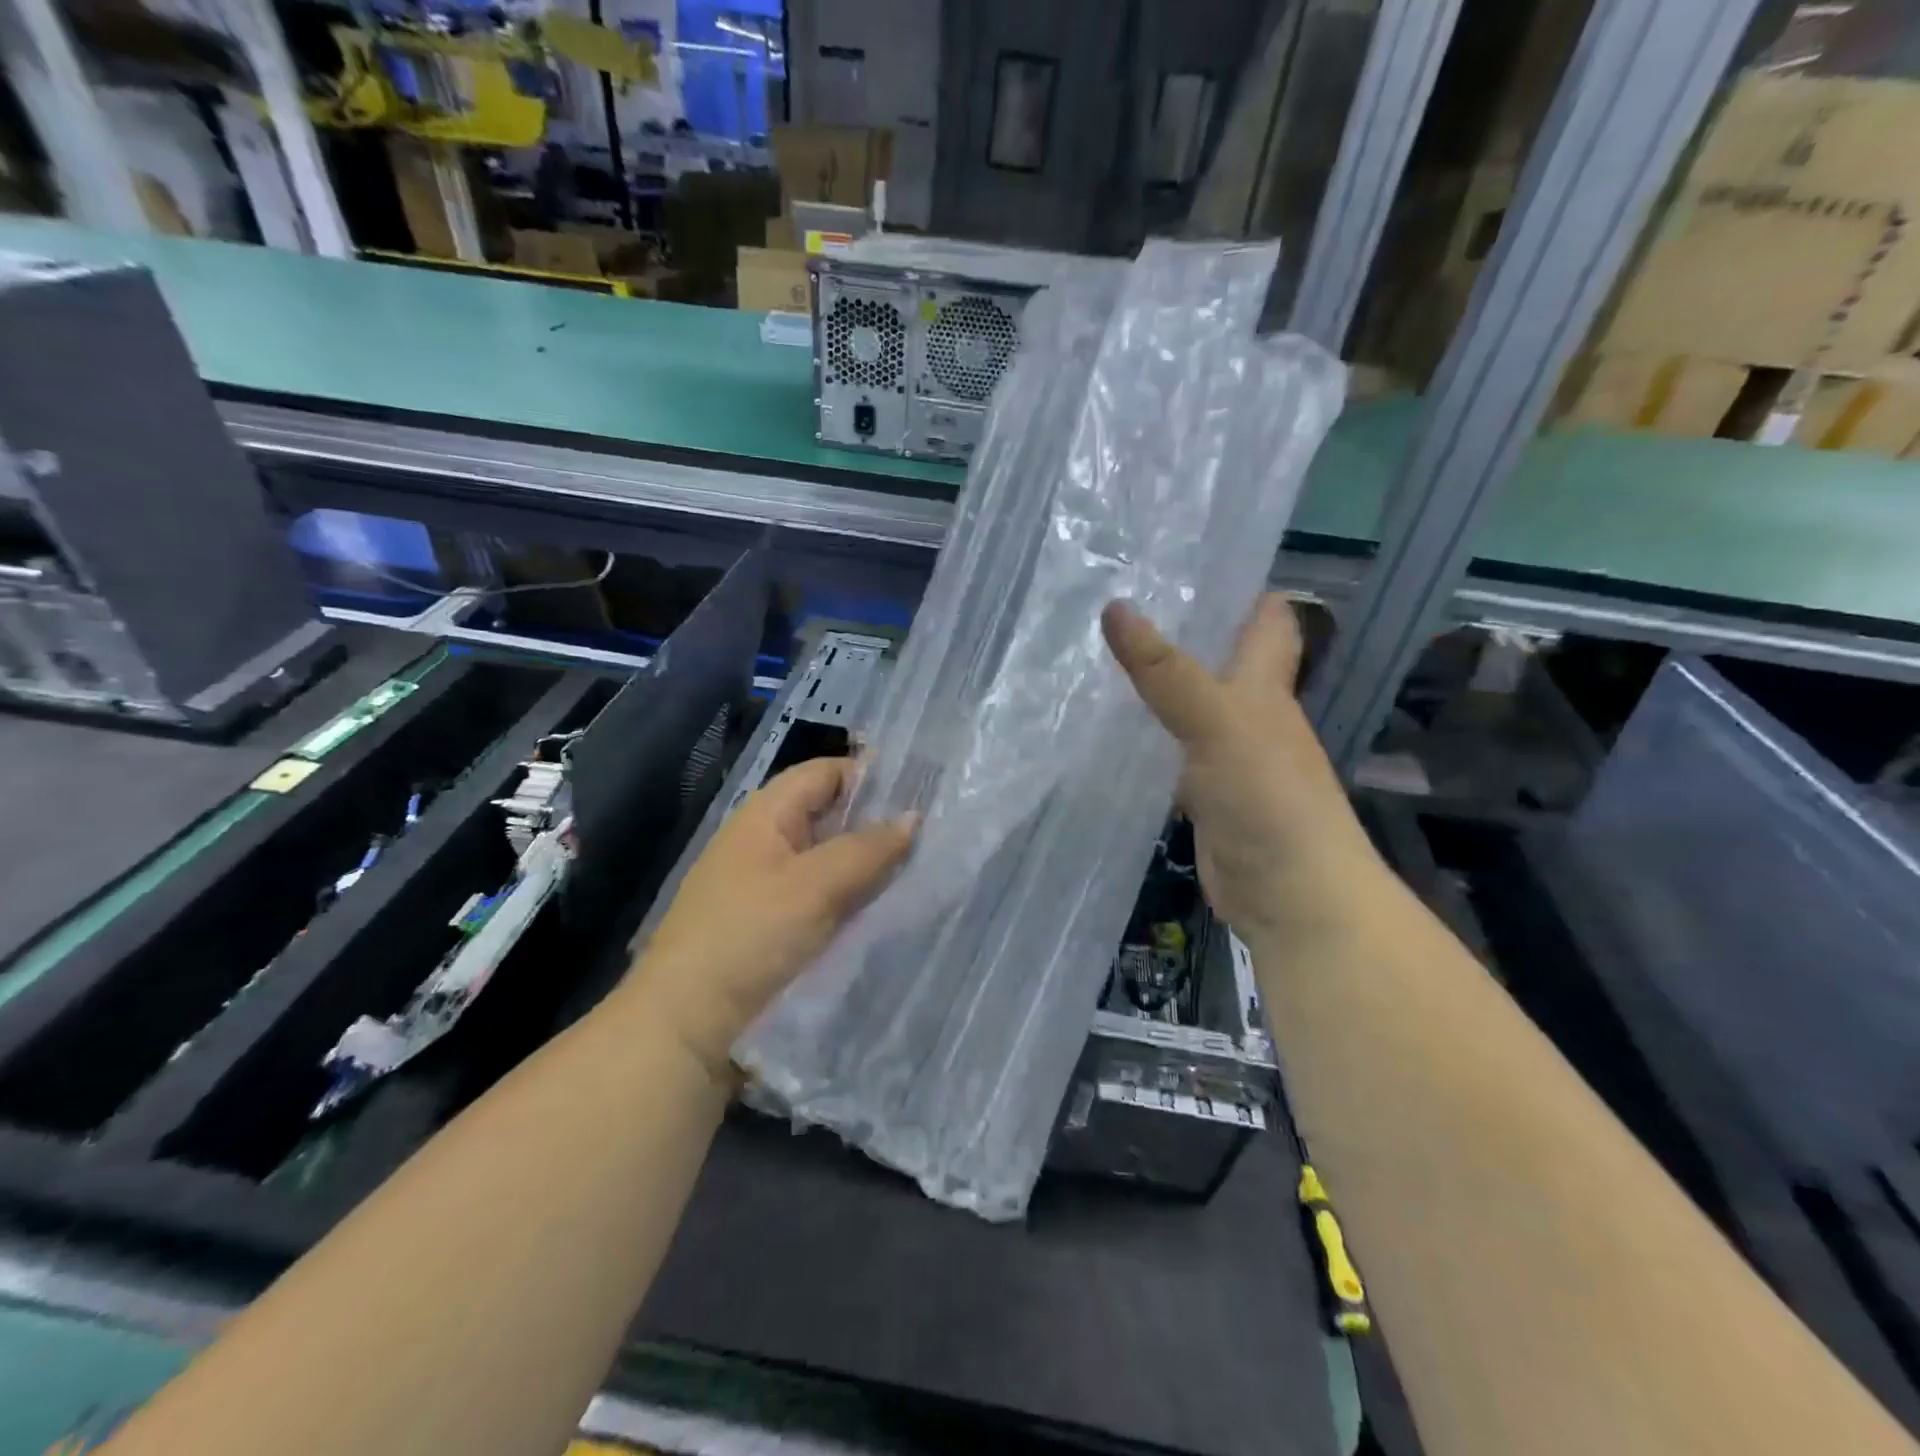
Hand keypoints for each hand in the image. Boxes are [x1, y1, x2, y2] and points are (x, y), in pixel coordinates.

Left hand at [626, 758, 915, 1082]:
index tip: (923, 793)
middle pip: (831, 816)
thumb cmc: (749, 937)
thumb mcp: (815, 887)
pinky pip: (823, 897)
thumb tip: (913, 818)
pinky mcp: (774, 926)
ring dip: (869, 866)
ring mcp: (768, 885)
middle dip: (878, 824)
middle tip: (935, 835)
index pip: (826, 773)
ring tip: (925, 871)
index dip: (872, 776)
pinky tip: (888, 910)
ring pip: (831, 860)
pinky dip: (853, 898)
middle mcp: (766, 842)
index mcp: (767, 815)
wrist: (686, 1026)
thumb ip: (867, 849)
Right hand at [1102, 594, 1384, 949]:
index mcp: (1266, 684)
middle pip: (1220, 657)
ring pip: (1189, 705)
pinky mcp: (1204, 795)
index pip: (1266, 616)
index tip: (1183, 561)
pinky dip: (1146, 738)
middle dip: (1179, 630)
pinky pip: (1171, 753)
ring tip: (1095, 657)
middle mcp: (1251, 713)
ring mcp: (1227, 756)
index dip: (1237, 586)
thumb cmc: (1268, 797)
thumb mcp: (1218, 723)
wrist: (1290, 894)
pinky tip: (1107, 731)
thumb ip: (1166, 671)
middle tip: (1114, 602)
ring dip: (1155, 685)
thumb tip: (1114, 607)